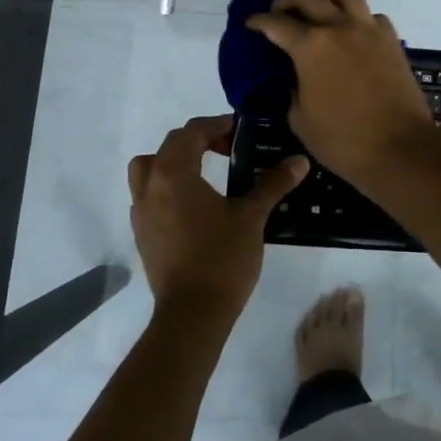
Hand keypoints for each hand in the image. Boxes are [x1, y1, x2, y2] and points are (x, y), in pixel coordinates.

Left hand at [128, 115, 305, 316]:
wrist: (191, 315)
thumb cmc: (221, 258)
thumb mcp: (251, 216)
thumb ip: (272, 184)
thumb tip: (299, 161)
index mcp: (174, 174)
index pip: (190, 132)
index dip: (215, 125)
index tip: (239, 129)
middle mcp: (150, 187)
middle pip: (168, 147)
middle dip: (197, 140)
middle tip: (228, 147)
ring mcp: (141, 213)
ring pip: (149, 170)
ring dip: (173, 162)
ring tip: (203, 172)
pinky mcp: (142, 236)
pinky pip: (148, 196)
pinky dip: (166, 188)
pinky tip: (192, 205)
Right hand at [245, 0, 439, 184]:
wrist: (401, 149)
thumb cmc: (344, 141)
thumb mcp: (301, 120)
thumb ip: (293, 91)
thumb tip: (297, 79)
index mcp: (311, 47)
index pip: (276, 23)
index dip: (259, 21)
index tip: (251, 24)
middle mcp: (339, 27)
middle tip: (280, 13)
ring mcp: (369, 29)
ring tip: (319, 13)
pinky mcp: (391, 39)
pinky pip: (371, 14)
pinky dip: (357, 17)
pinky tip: (352, 35)